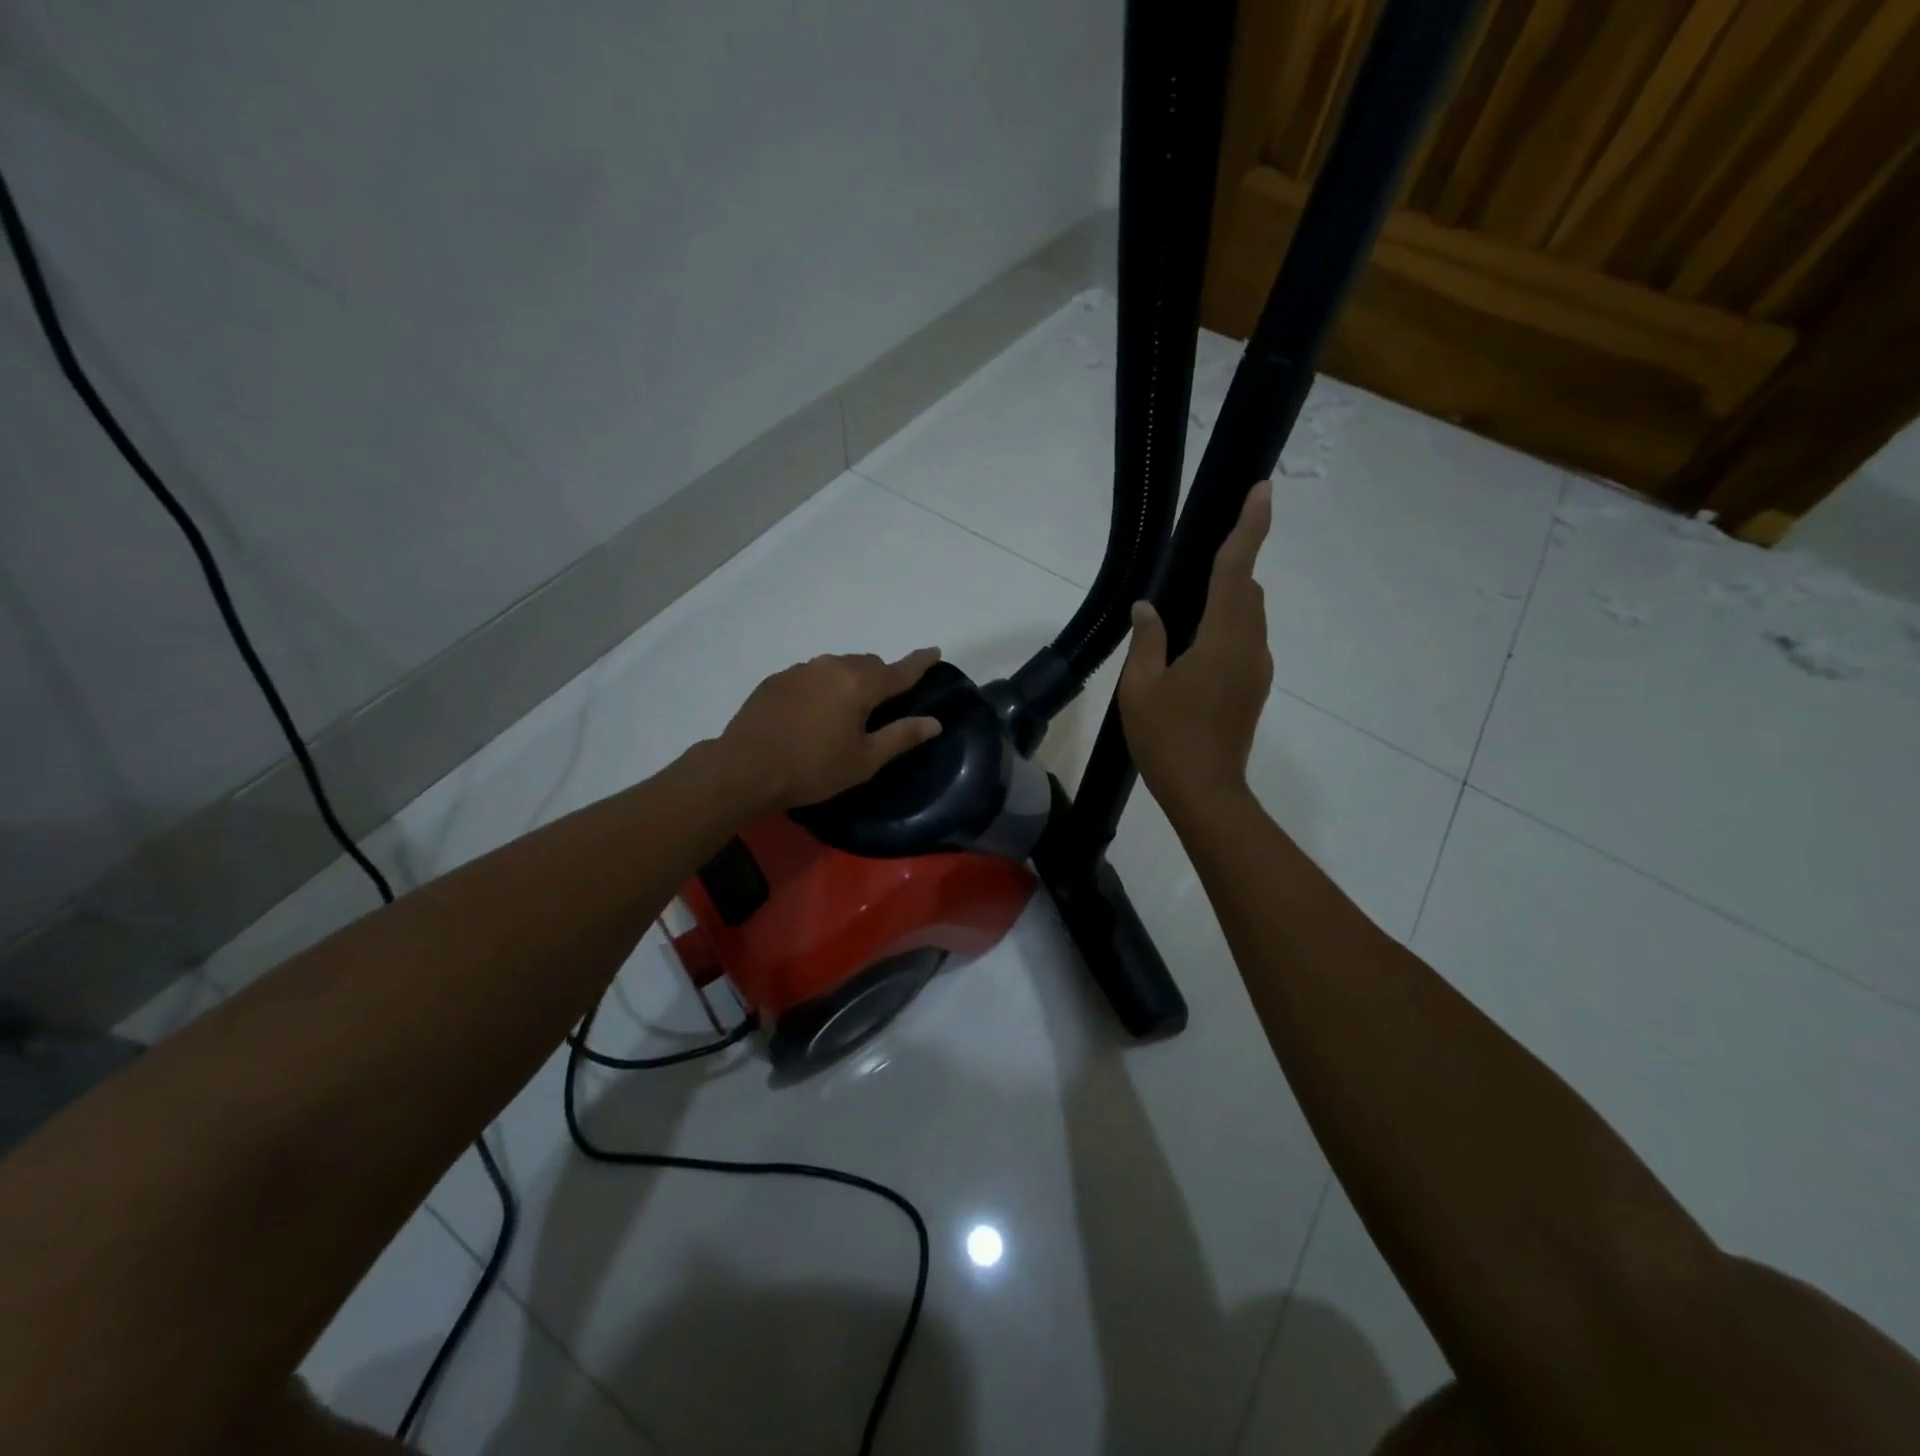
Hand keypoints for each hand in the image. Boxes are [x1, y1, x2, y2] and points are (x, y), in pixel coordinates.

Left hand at [718, 647, 943, 809]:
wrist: (744, 768)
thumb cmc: (812, 768)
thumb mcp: (864, 760)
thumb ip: (901, 736)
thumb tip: (934, 722)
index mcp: (859, 684)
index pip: (899, 670)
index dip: (920, 662)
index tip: (934, 651)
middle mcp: (831, 667)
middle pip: (867, 664)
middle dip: (881, 677)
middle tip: (882, 705)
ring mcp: (800, 670)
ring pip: (837, 667)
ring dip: (849, 681)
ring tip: (844, 712)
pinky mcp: (776, 680)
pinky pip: (811, 676)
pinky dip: (821, 688)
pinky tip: (811, 714)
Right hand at [1118, 481, 1272, 816]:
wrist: (1205, 791)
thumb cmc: (1167, 738)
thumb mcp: (1141, 687)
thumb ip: (1147, 639)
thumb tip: (1148, 607)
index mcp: (1222, 639)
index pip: (1237, 570)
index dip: (1250, 527)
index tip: (1262, 490)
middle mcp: (1250, 646)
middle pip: (1247, 590)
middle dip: (1231, 566)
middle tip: (1196, 564)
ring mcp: (1257, 669)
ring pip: (1249, 617)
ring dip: (1227, 601)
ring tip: (1187, 612)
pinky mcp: (1255, 687)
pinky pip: (1246, 641)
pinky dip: (1227, 628)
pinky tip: (1194, 648)